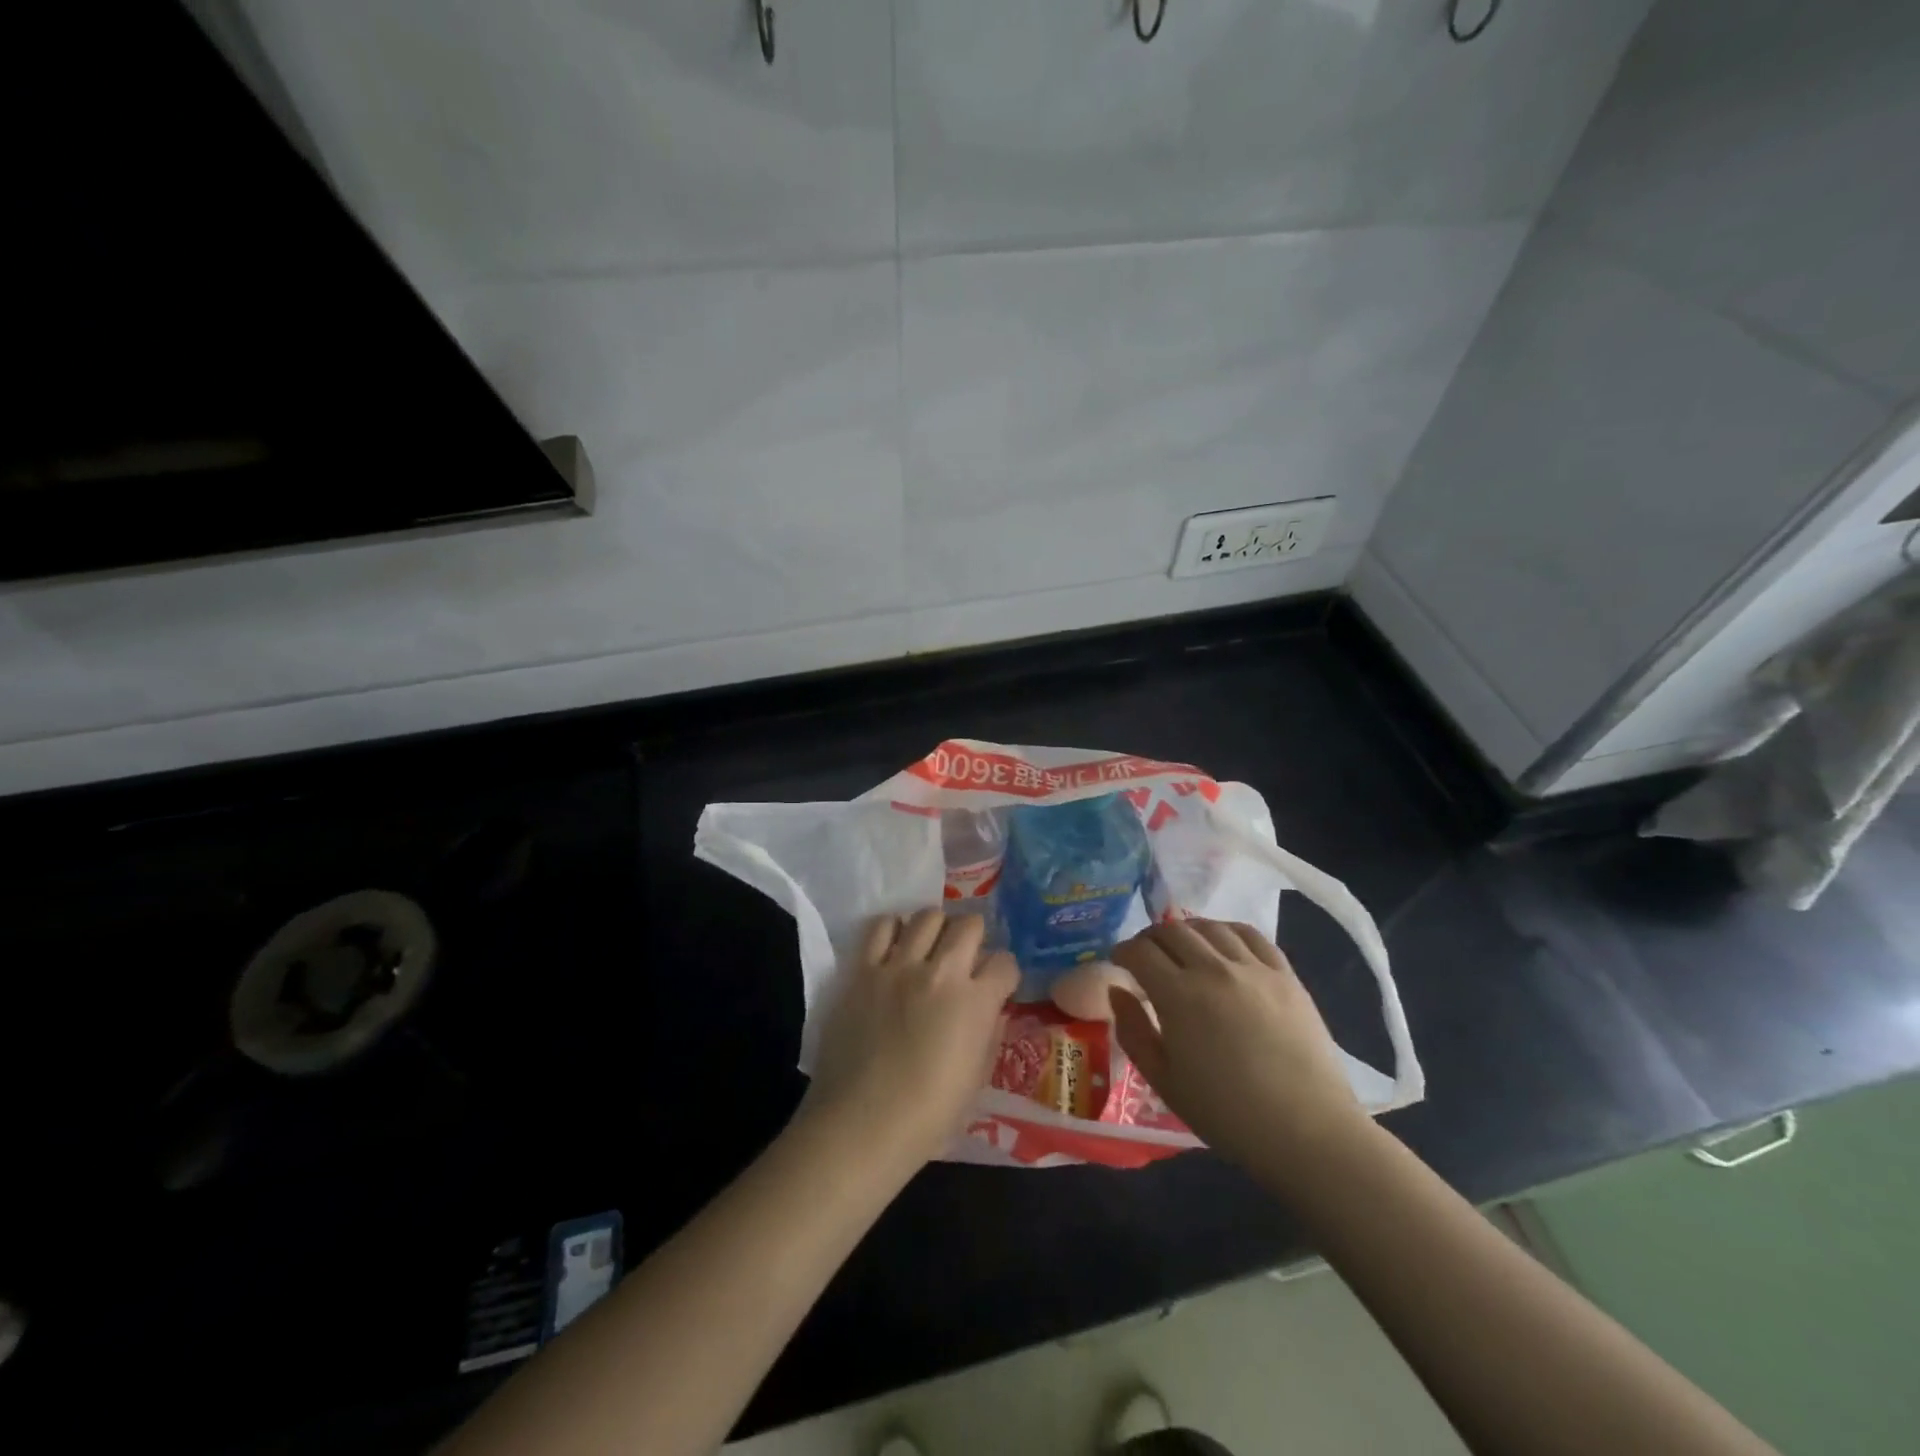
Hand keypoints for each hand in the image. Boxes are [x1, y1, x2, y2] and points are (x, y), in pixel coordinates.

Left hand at [800, 910, 1018, 1173]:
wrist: (861, 1124)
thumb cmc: (928, 1116)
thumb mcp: (977, 1081)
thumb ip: (990, 1035)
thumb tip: (992, 1009)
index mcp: (975, 1002)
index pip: (1004, 962)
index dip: (1005, 973)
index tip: (998, 984)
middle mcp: (940, 972)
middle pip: (968, 925)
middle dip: (975, 937)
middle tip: (967, 957)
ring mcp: (898, 966)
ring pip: (927, 916)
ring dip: (937, 928)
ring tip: (931, 947)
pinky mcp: (864, 970)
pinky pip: (882, 926)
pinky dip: (895, 928)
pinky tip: (897, 946)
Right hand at [1110, 919, 1366, 1174]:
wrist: (1307, 1132)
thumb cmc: (1227, 1115)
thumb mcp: (1164, 1082)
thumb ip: (1133, 1032)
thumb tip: (1118, 992)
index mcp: (1179, 996)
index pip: (1140, 952)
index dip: (1122, 951)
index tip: (1118, 961)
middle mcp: (1213, 969)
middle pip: (1172, 930)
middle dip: (1150, 938)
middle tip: (1145, 954)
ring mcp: (1253, 968)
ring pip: (1210, 927)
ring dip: (1186, 930)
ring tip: (1182, 946)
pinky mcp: (1285, 974)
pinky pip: (1251, 935)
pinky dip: (1227, 930)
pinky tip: (1222, 942)